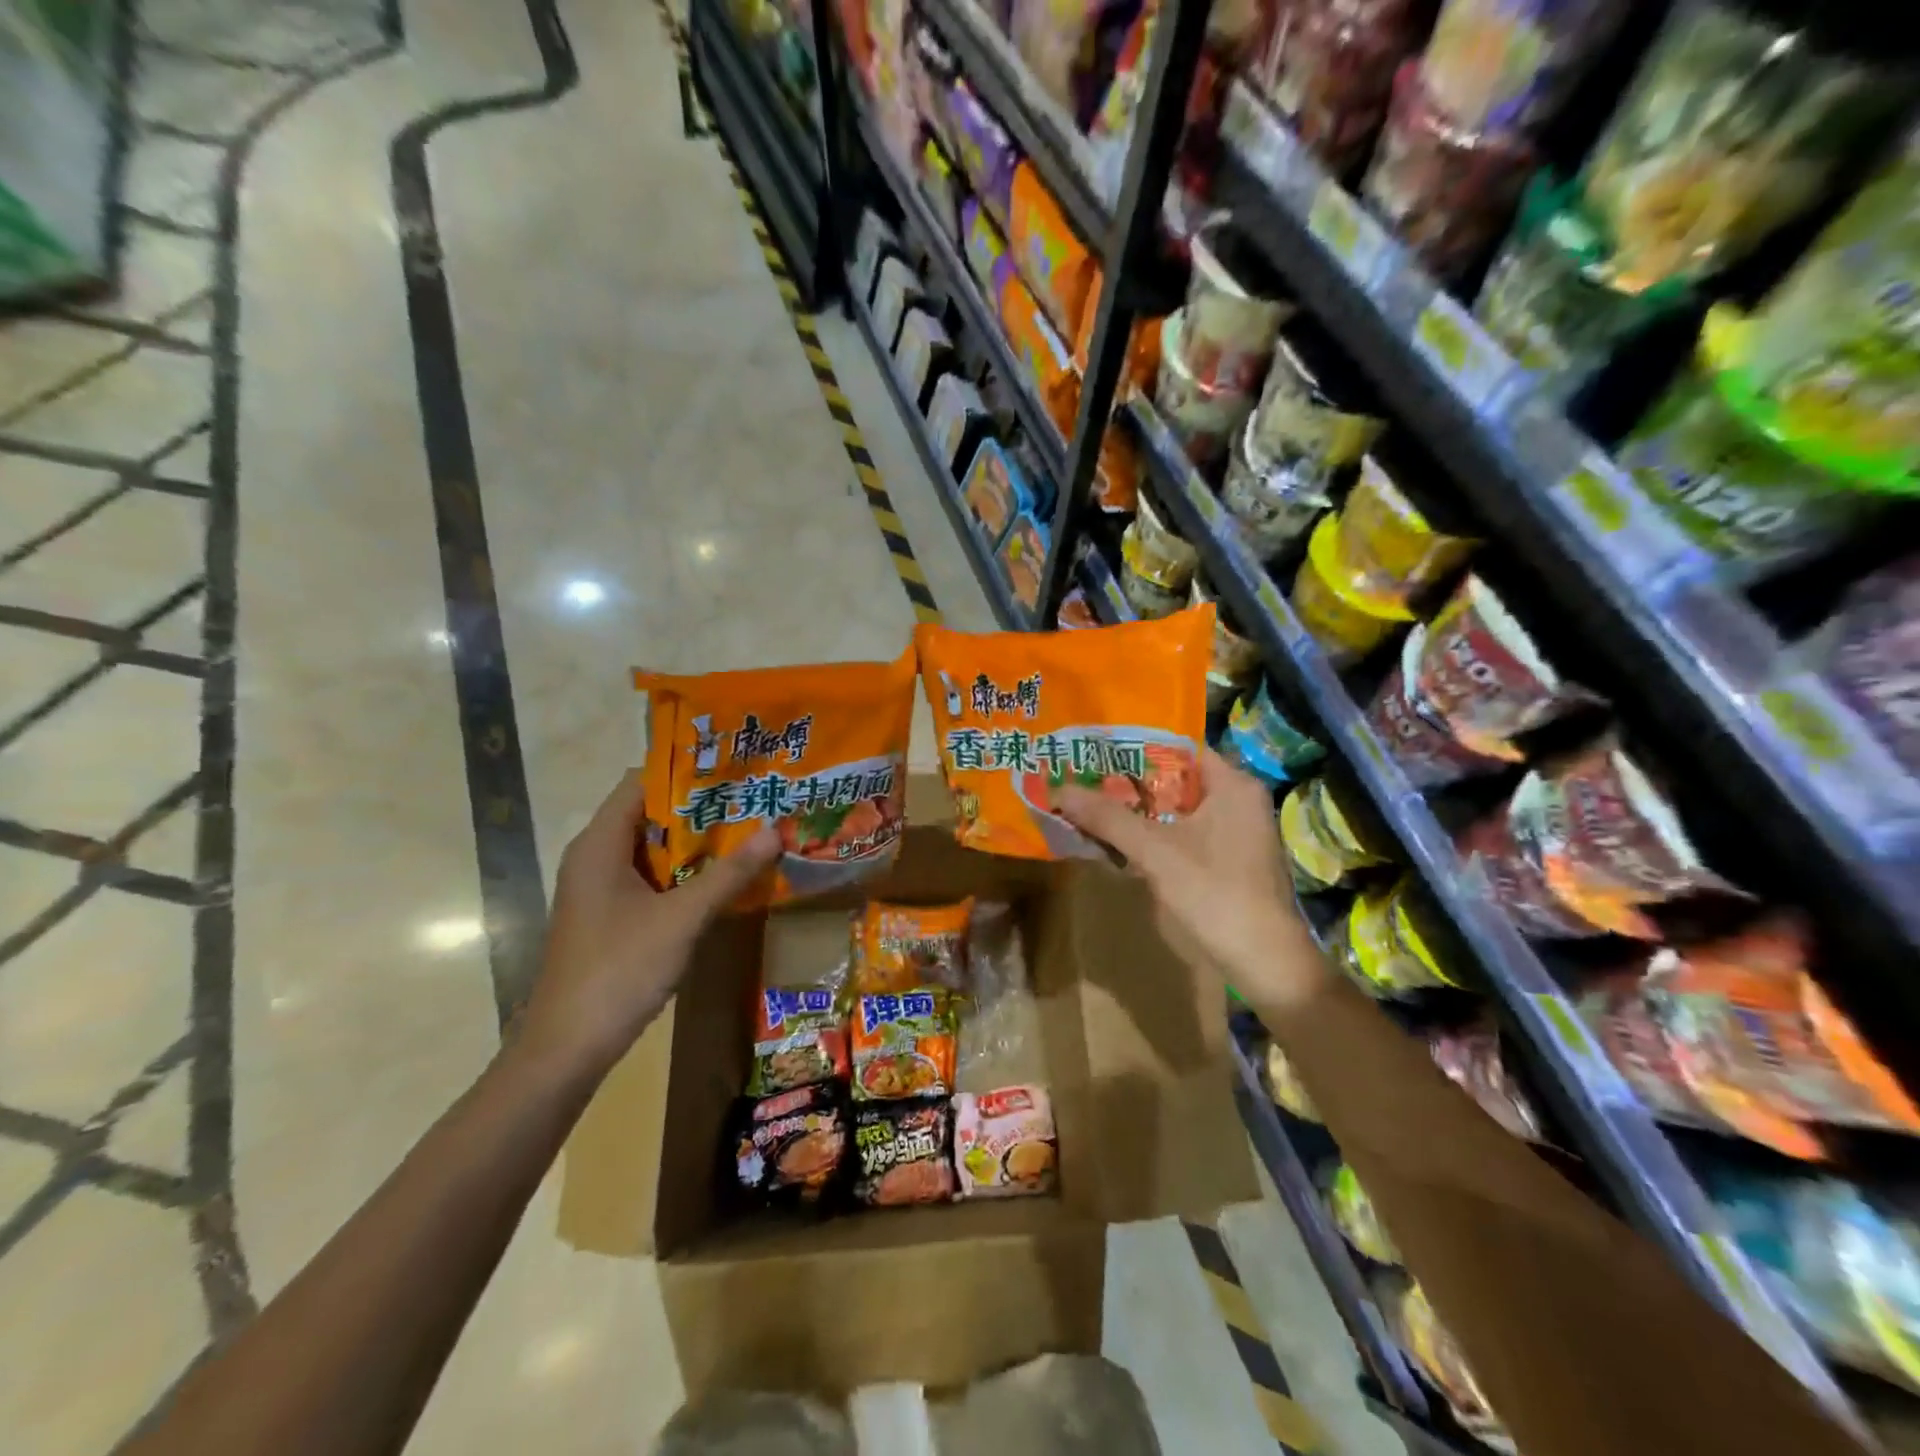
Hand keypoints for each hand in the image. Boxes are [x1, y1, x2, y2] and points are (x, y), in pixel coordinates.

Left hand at [518, 772, 778, 1078]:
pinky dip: (683, 870)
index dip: (686, 771)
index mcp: (600, 844)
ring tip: (748, 829)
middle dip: (700, 806)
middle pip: (649, 812)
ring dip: (695, 840)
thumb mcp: (682, 918)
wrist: (568, 1047)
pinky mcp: (609, 914)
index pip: (641, 782)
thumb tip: (775, 831)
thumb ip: (729, 873)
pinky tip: (721, 876)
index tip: (733, 768)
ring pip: (652, 847)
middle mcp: (595, 856)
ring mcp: (601, 887)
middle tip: (753, 798)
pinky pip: (650, 876)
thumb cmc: (619, 969)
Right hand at [1053, 749, 1323, 1005]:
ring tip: (1093, 804)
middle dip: (1130, 782)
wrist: (1265, 963)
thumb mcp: (1156, 852)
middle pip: (1175, 779)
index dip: (1135, 748)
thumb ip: (1109, 818)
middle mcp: (1239, 800)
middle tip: (1085, 778)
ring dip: (1139, 810)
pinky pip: (1184, 833)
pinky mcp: (1230, 860)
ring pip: (1178, 809)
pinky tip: (1121, 841)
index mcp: (1233, 785)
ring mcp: (1237, 832)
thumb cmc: (1216, 894)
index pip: (1178, 748)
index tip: (1095, 751)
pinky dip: (1155, 834)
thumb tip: (1059, 789)